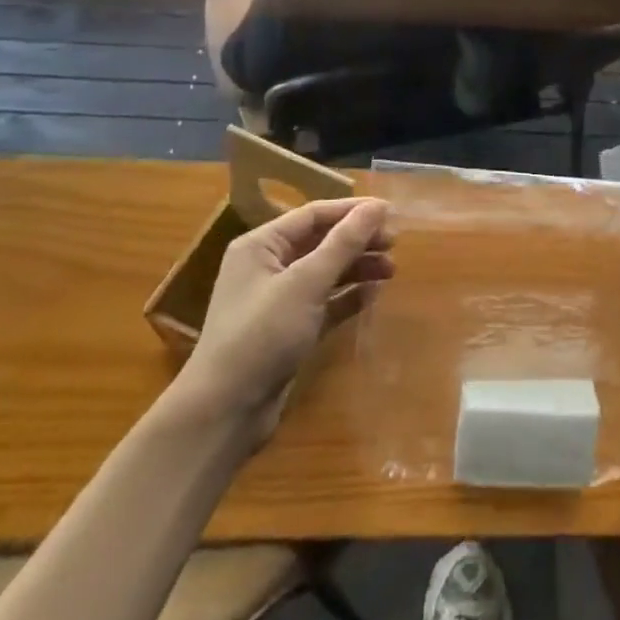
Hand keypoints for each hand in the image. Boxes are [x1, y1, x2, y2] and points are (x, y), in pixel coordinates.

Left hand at [177, 198, 393, 442]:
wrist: (224, 413)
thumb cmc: (261, 335)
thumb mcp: (305, 283)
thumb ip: (343, 242)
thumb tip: (377, 206)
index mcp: (261, 245)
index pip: (313, 215)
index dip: (352, 210)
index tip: (390, 212)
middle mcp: (267, 266)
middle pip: (321, 241)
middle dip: (357, 240)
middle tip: (394, 243)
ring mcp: (278, 300)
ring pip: (326, 272)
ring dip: (357, 267)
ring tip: (391, 270)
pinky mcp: (289, 330)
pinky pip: (325, 302)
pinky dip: (348, 296)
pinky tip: (373, 295)